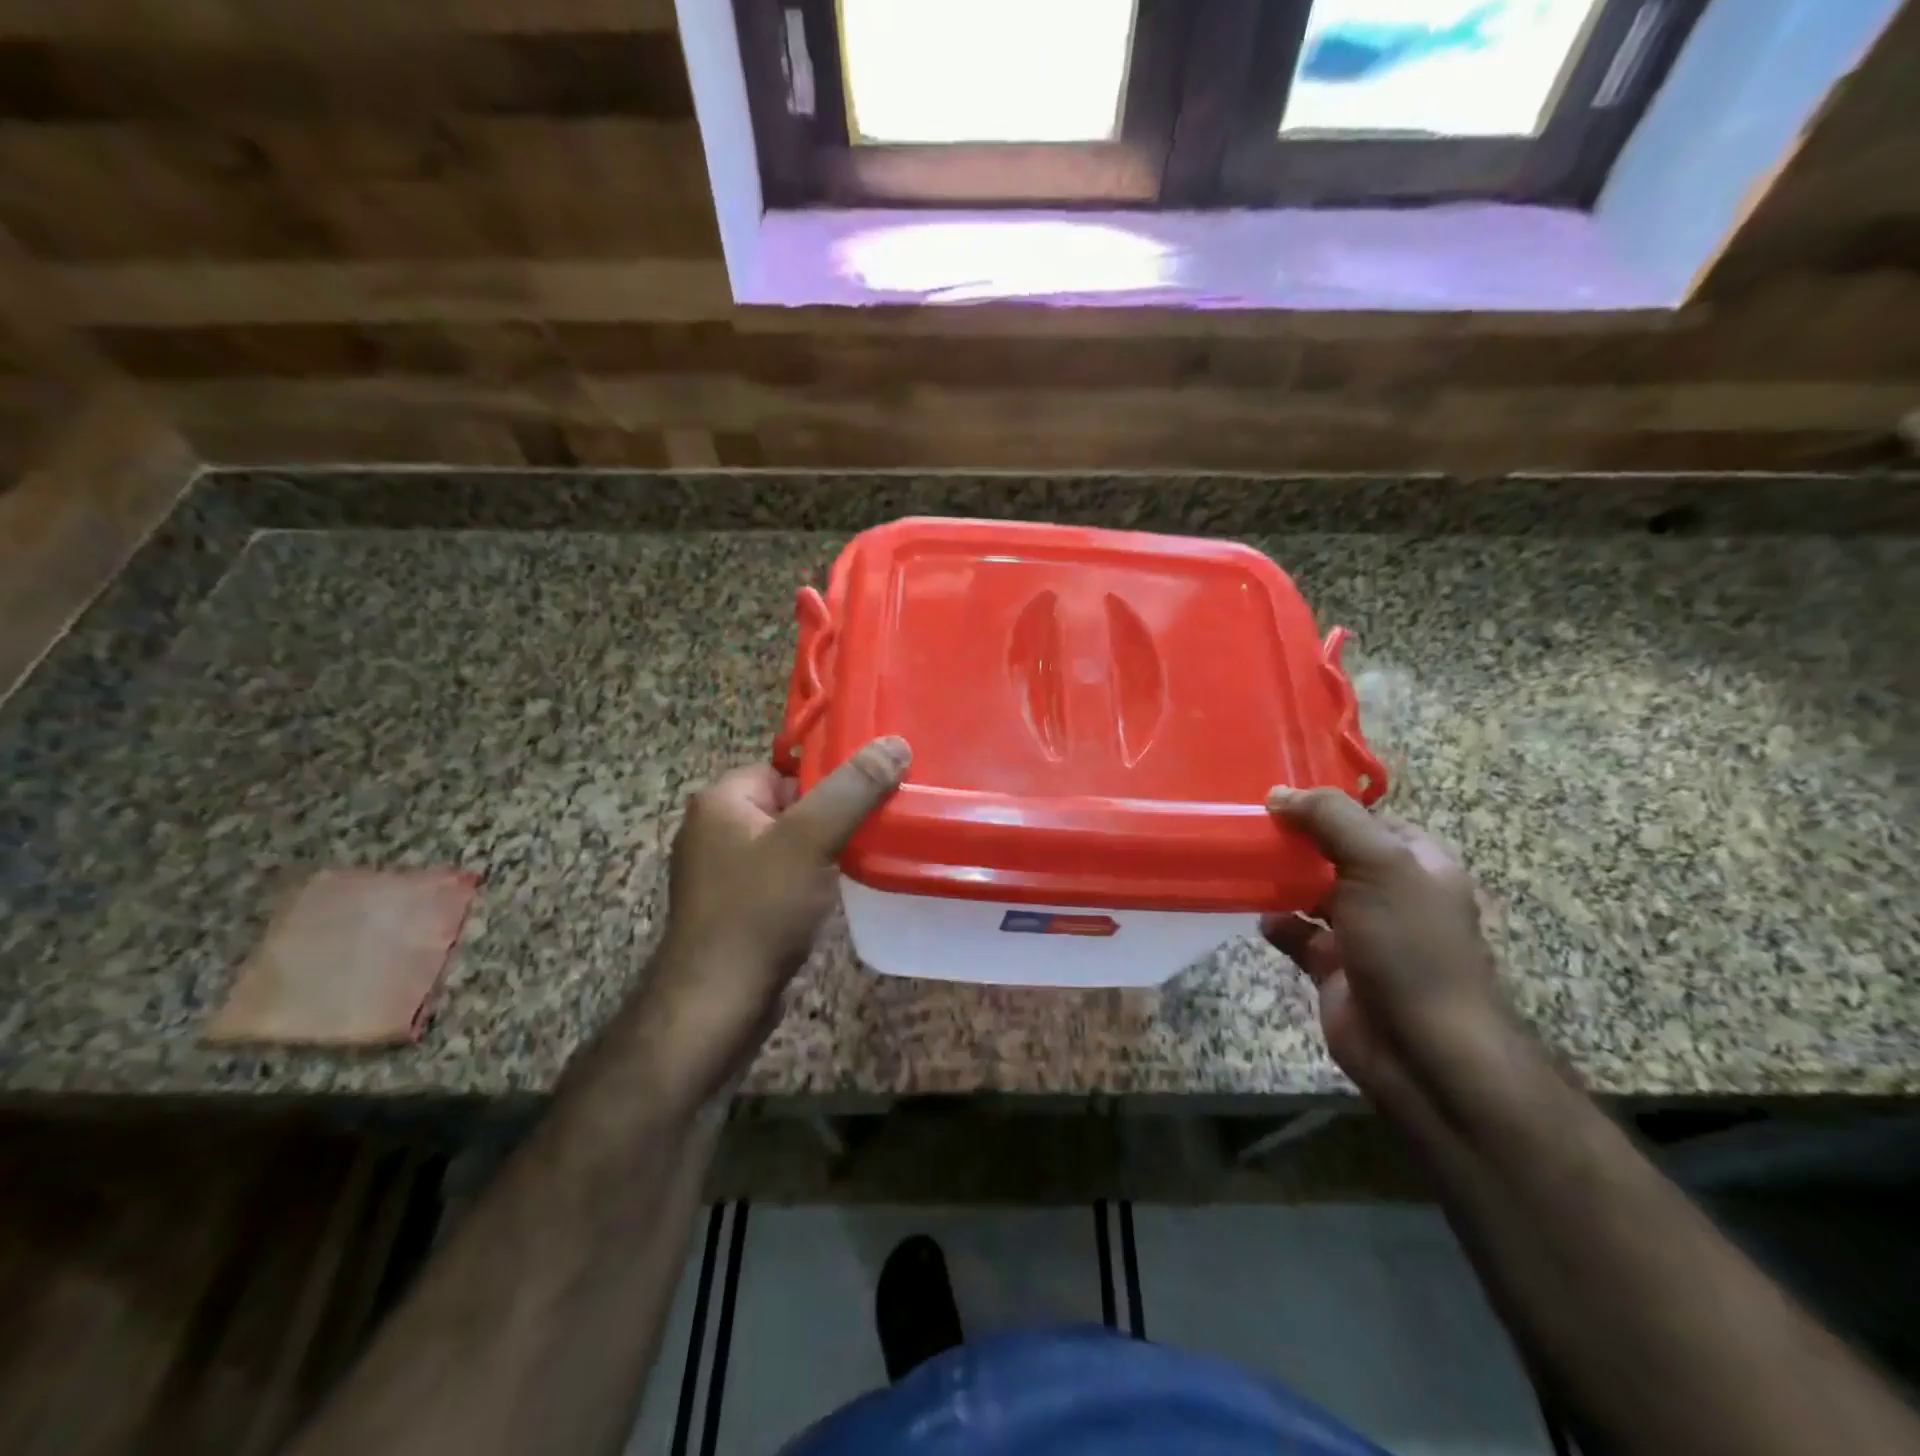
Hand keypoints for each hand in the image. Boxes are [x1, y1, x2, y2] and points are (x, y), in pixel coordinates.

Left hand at [645, 737, 910, 1093]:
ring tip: (866, 856)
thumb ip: (853, 789)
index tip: (876, 791)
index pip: (788, 767)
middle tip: (878, 825)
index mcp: (722, 800)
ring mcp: (722, 871)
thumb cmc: (759, 911)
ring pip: (789, 843)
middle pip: (792, 804)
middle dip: (833, 816)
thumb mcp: (811, 840)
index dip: (832, 778)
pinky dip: (809, 879)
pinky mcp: (734, 907)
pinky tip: (836, 892)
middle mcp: (714, 828)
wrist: (717, 1004)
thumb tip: (895, 743)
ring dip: (825, 849)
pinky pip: (781, 876)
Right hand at [1262, 788, 1505, 1100]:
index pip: (1369, 820)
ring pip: (1311, 892)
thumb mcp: (1379, 863)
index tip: (1278, 799)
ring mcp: (1361, 933)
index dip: (1328, 808)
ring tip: (1242, 863)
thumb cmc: (1409, 945)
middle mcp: (1391, 894)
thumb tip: (1278, 794)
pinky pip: (1296, 934)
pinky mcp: (1332, 967)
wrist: (1421, 1049)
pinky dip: (1276, 923)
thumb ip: (1331, 819)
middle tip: (1249, 826)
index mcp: (1417, 864)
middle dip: (1296, 842)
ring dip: (1279, 880)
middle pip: (1335, 854)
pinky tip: (1258, 915)